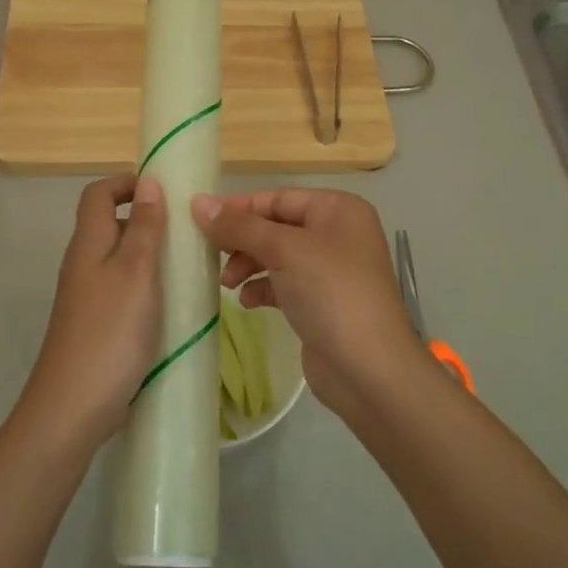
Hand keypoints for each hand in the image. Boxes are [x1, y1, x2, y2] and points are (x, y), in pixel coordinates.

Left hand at [20, 175, 166, 445]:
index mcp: (88, 243)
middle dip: (149, 221)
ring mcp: (88, 297)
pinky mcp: (97, 324)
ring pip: (120, 260)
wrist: (73, 407)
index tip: (166, 192)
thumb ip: (144, 228)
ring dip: (152, 257)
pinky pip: (124, 290)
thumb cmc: (109, 332)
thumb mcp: (136, 273)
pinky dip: (148, 288)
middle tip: (189, 233)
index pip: (98, 193)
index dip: (127, 183)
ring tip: (190, 269)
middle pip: (111, 225)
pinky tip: (173, 306)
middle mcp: (83, 264)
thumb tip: (148, 182)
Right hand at [191, 188, 426, 417]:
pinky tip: (247, 303)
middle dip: (242, 241)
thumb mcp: (283, 251)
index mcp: (338, 209)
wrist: (369, 369)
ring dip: (248, 265)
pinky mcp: (322, 302)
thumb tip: (197, 201)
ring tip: (227, 284)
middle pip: (275, 226)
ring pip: (277, 256)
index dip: (239, 208)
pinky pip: (283, 284)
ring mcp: (331, 270)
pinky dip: (262, 288)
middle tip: (212, 257)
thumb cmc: (331, 293)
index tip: (201, 222)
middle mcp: (337, 233)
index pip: (278, 198)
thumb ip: (239, 226)